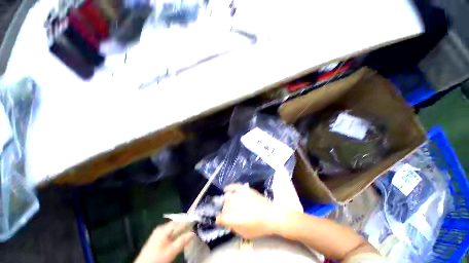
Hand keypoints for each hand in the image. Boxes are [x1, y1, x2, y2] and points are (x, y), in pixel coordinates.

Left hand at [134, 222, 194, 262]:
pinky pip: (169, 233)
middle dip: (184, 225)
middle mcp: (160, 228)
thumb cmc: (157, 258)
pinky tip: (179, 237)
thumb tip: (193, 233)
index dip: (187, 221)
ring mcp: (158, 233)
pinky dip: (175, 234)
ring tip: (189, 231)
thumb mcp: (171, 251)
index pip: (178, 221)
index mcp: (163, 229)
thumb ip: (182, 241)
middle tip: (193, 226)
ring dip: (180, 230)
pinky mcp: (157, 238)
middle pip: (175, 224)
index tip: (196, 220)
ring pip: (172, 229)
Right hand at [216, 184, 285, 238]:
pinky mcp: (244, 189)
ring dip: (227, 202)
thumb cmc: (258, 227)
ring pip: (227, 198)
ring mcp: (239, 195)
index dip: (220, 220)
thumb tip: (227, 222)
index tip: (221, 221)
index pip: (220, 218)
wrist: (271, 215)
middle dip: (225, 212)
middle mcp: (233, 205)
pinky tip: (226, 189)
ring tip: (231, 205)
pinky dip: (229, 187)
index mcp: (232, 218)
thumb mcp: (244, 233)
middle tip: (230, 215)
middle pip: (224, 207)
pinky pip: (234, 186)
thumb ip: (233, 227)